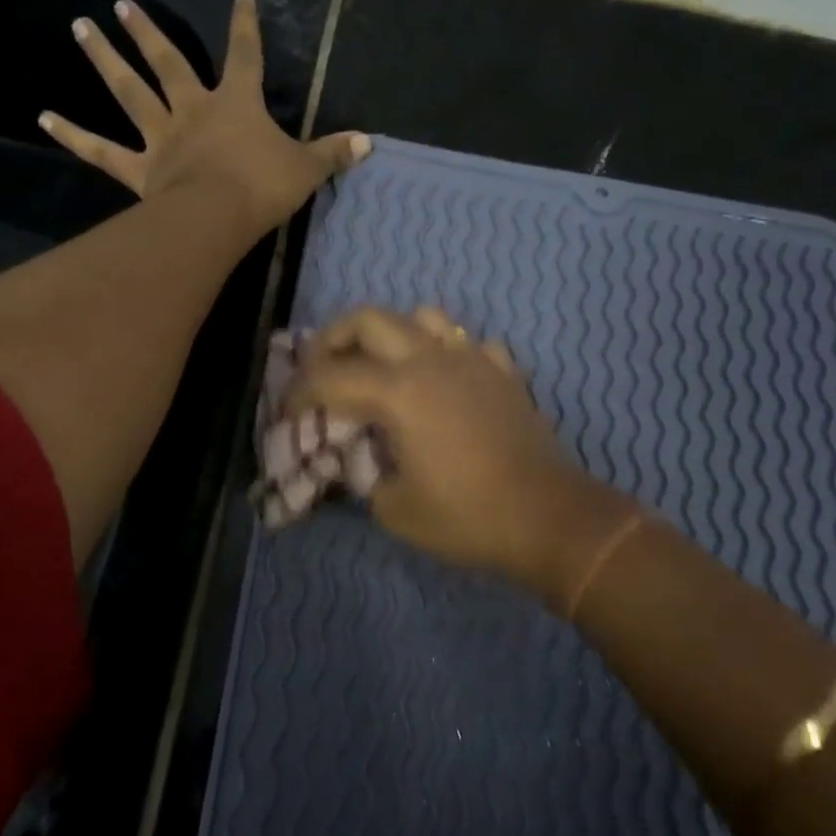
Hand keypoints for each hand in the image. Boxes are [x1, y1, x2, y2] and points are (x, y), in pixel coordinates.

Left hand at [38, 0, 369, 232]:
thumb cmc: (264, 187)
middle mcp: (193, 109)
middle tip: (121, 5)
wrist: (221, 216)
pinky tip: (43, 116)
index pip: (245, 55)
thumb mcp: (307, 169)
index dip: (245, 26)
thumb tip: (368, 143)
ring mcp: (162, 137)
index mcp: (236, 103)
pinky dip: (72, 134)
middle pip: (168, 62)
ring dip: (104, 59)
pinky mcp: (140, 168)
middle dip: (148, 33)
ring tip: (80, 28)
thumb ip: (333, 153)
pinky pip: (101, 150)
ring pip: (129, 92)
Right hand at [291, 307, 623, 595]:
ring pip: (423, 317)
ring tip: (380, 367)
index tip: (286, 412)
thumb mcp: (395, 509)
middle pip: (369, 319)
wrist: (549, 518)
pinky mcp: (504, 373)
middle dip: (333, 338)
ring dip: (391, 334)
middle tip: (321, 369)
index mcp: (399, 392)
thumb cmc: (467, 517)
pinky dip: (444, 353)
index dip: (299, 392)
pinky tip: (442, 382)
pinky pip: (466, 344)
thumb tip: (362, 463)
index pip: (331, 377)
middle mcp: (432, 360)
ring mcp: (474, 360)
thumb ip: (366, 477)